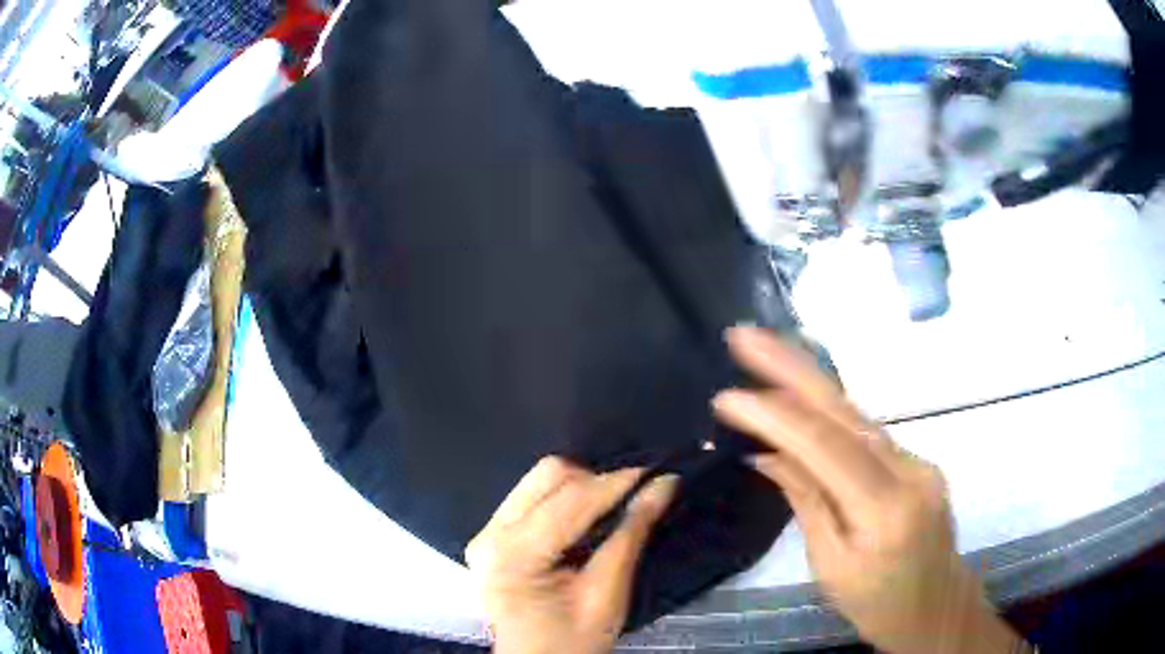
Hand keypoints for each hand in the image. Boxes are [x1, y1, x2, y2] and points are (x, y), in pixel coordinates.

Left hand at [466, 457, 678, 653]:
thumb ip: (630, 536)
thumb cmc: (572, 642)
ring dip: (581, 487)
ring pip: (539, 480)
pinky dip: (565, 499)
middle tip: (633, 498)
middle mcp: (490, 534)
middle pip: (548, 476)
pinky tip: (584, 520)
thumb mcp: (607, 595)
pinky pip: (531, 496)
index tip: (657, 473)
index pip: (571, 500)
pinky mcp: (490, 535)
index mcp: (513, 555)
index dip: (617, 482)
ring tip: (611, 509)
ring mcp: (485, 532)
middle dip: (596, 481)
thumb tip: (662, 485)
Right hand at [714, 327, 1025, 653]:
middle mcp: (909, 471)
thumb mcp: (831, 566)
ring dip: (809, 384)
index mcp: (885, 509)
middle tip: (745, 335)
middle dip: (792, 368)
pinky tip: (802, 402)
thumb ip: (806, 501)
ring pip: (856, 416)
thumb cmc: (877, 604)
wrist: (937, 607)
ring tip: (765, 354)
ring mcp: (919, 461)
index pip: (825, 447)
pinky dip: (829, 415)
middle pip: (845, 411)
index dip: (774, 417)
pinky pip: (867, 434)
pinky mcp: (917, 462)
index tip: (726, 396)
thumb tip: (767, 454)